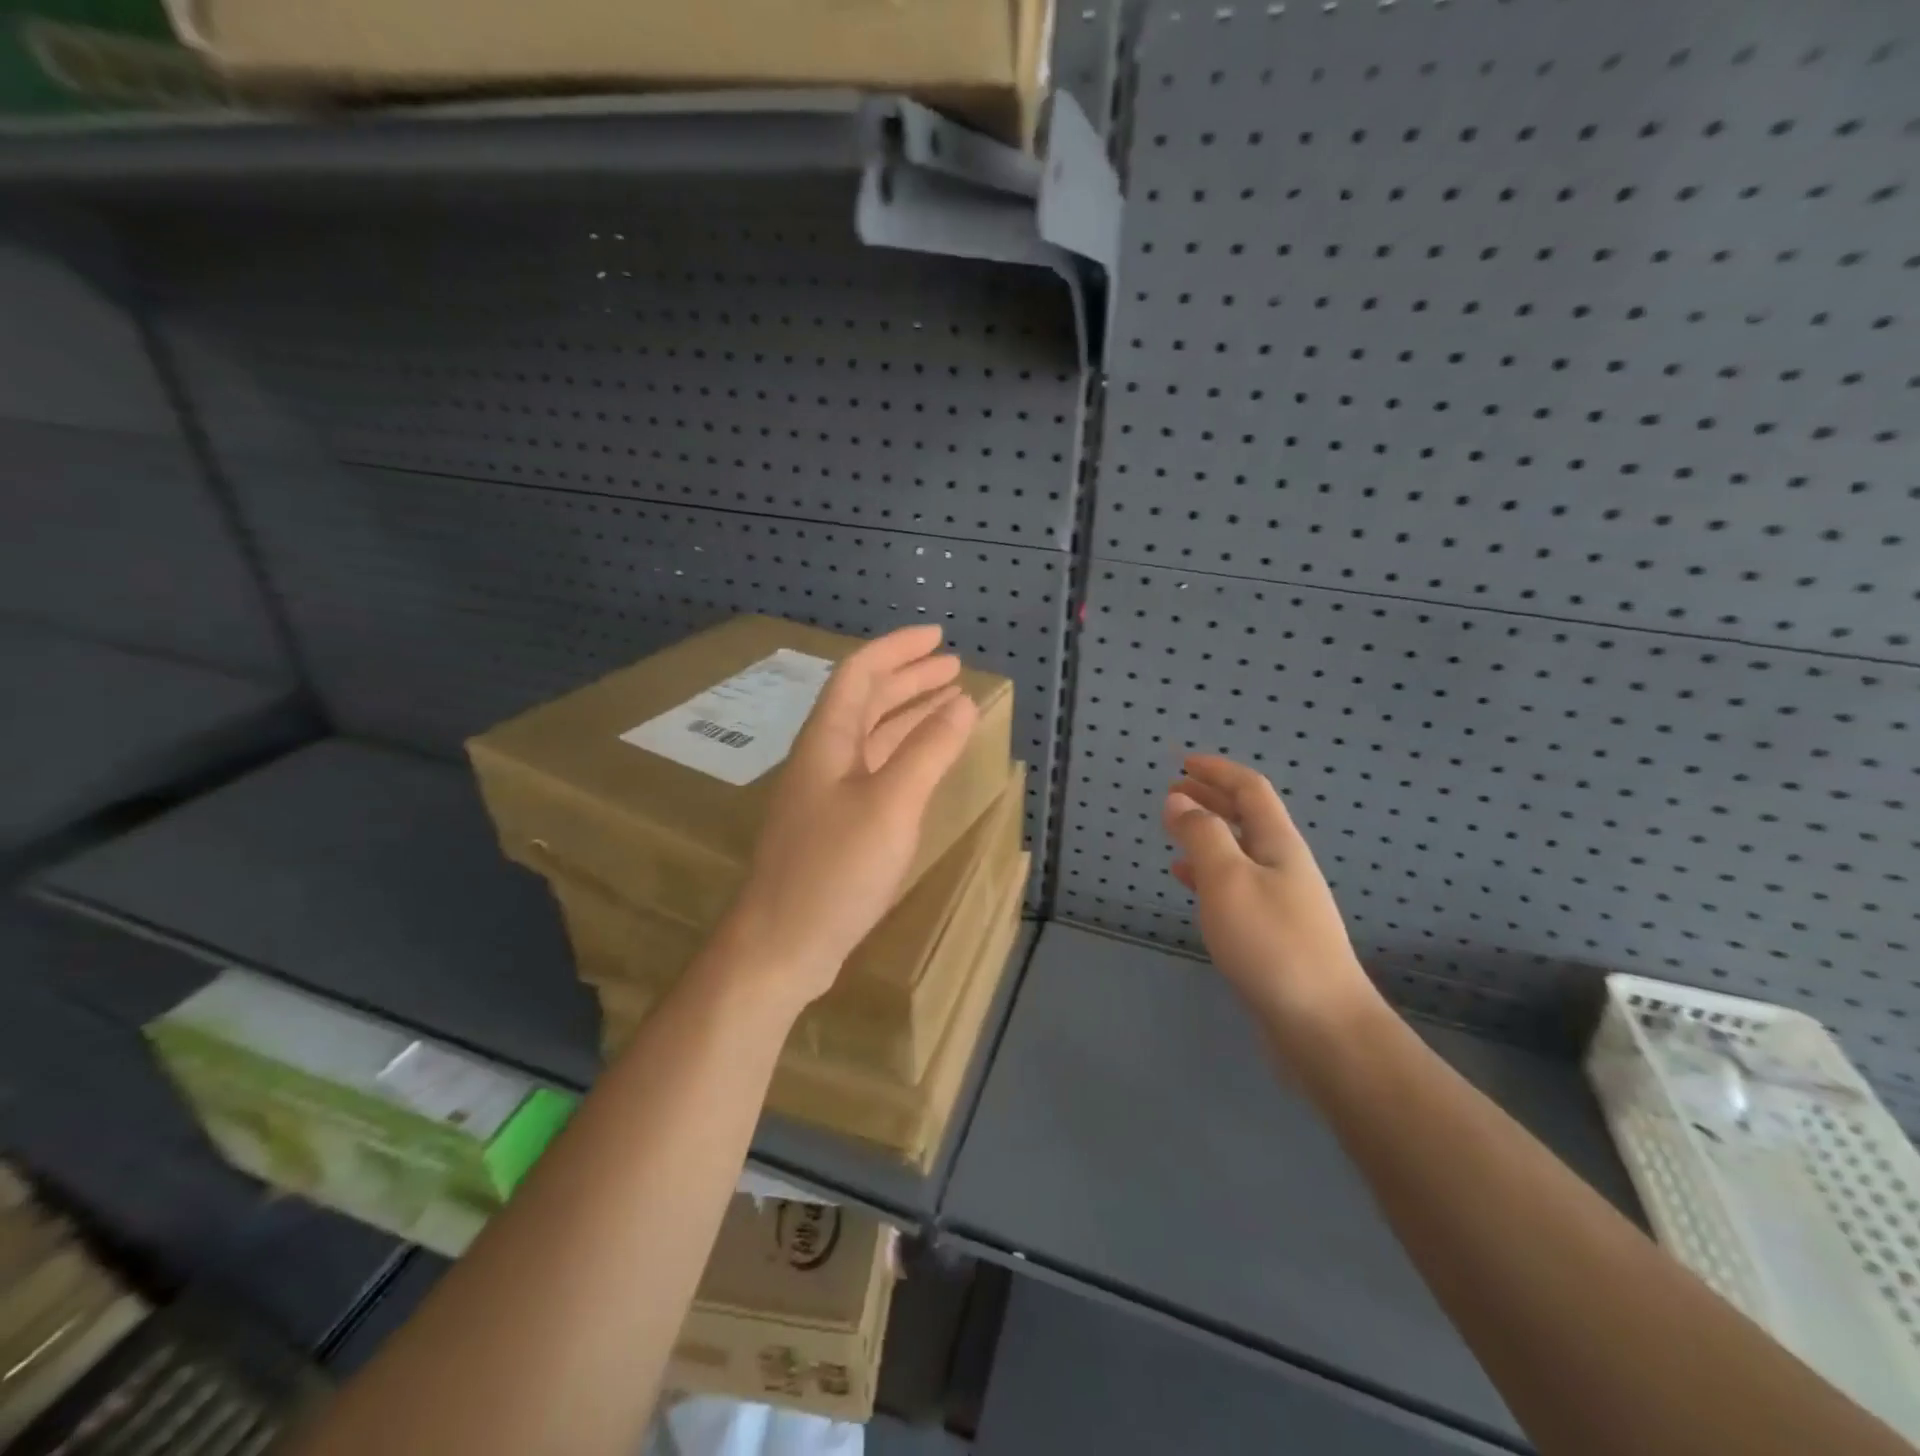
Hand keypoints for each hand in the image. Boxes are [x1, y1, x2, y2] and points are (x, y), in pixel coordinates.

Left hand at [721, 625, 978, 1010]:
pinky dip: (904, 755)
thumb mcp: (891, 804)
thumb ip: (928, 750)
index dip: (897, 649)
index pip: (860, 674)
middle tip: (954, 668)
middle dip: (909, 679)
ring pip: (872, 737)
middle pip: (867, 702)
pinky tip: (925, 762)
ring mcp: (827, 794)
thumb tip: (961, 702)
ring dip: (909, 715)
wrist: (782, 945)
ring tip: (949, 704)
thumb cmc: (835, 868)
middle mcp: (823, 758)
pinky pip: (875, 771)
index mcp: (828, 741)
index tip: (938, 638)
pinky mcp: (835, 826)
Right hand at [1164, 755, 1383, 1051]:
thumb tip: (1179, 800)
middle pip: (1247, 818)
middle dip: (1212, 799)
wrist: (1322, 1025)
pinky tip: (1187, 881)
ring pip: (1239, 852)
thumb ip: (1202, 835)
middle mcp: (1283, 865)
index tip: (1184, 763)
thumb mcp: (1228, 879)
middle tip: (1174, 791)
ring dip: (1208, 834)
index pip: (1250, 790)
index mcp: (1278, 844)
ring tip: (1174, 830)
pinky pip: (1235, 886)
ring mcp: (1281, 901)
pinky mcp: (1272, 934)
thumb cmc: (1271, 942)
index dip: (1218, 771)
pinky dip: (1208, 873)